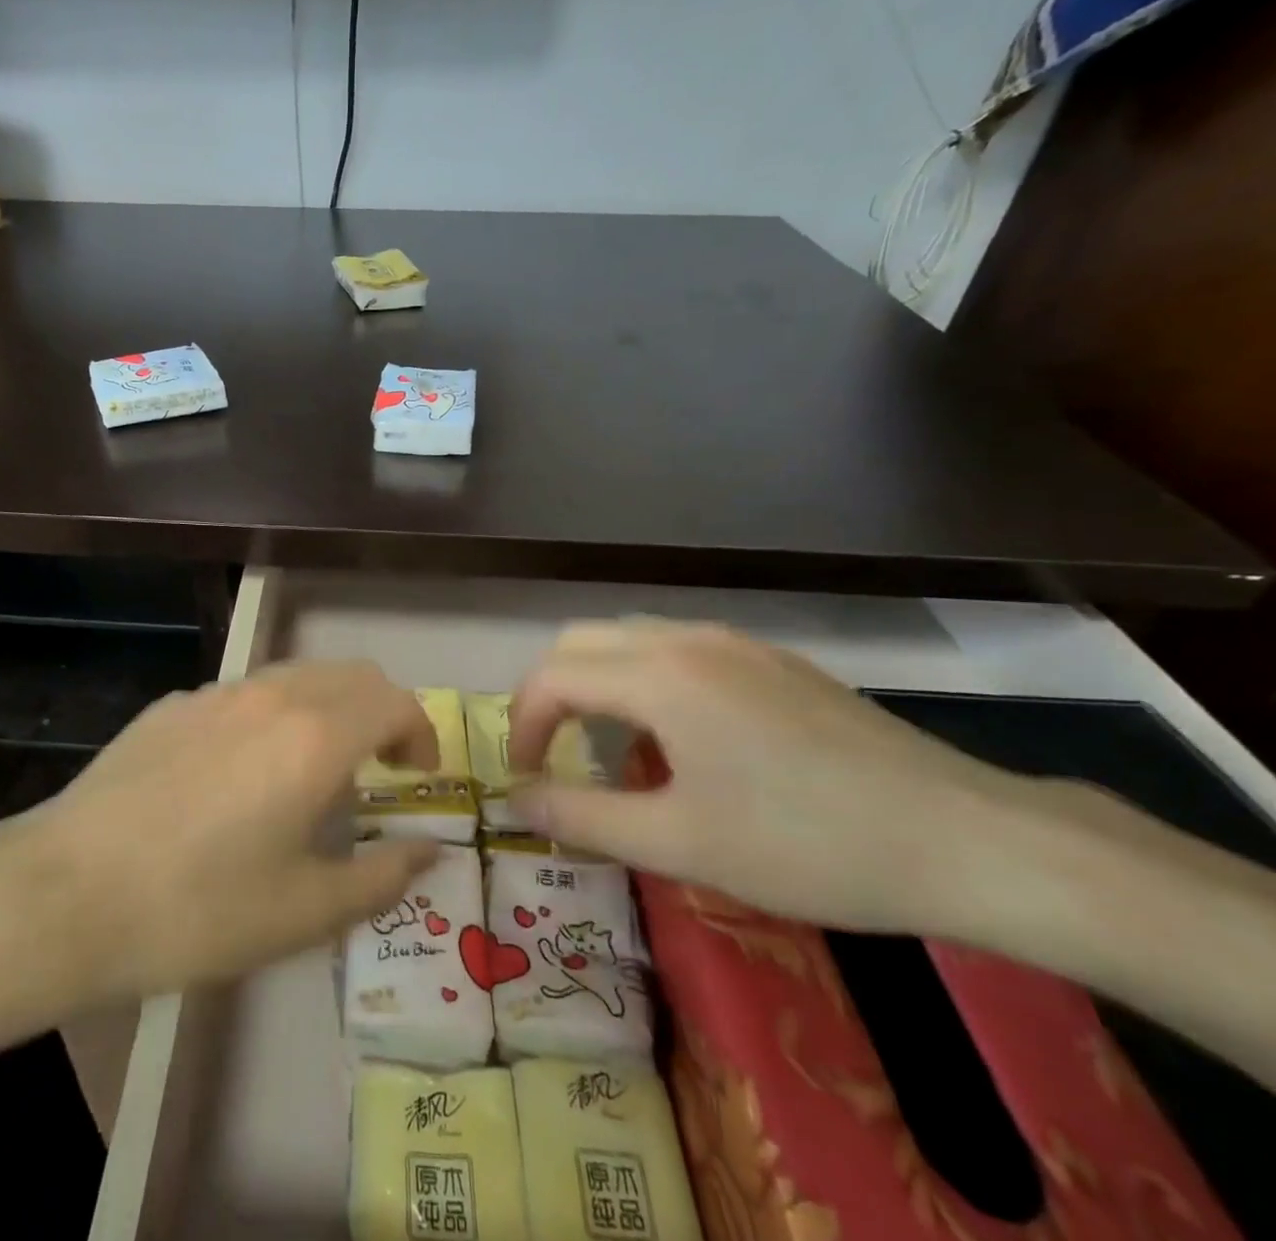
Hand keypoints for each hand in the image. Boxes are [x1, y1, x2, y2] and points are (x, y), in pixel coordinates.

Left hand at [8, 661, 442, 998]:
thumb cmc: (198, 910)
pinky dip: (273, 715)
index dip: (420, 734)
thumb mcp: (305, 912)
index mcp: (315, 736)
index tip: (417, 777)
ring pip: (297, 676)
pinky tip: (241, 773)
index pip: (394, 702)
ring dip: (327, 709)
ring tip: (313, 770)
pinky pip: (244, 694)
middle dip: (381, 712)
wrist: (67, 894)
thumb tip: (429, 851)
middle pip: (352, 675)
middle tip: (379, 768)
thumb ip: (382, 876)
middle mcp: (272, 696)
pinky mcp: (173, 704)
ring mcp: (216, 693)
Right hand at [507, 620, 1025, 933]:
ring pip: (631, 639)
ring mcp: (736, 643)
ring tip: (612, 749)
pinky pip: (679, 649)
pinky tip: (683, 739)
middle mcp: (688, 639)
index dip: (521, 725)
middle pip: (583, 641)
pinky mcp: (774, 661)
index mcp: (658, 675)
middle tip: (553, 755)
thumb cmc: (807, 845)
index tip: (525, 780)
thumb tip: (516, 801)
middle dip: (550, 694)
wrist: (968, 839)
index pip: (552, 676)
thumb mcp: (680, 843)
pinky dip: (646, 680)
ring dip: (598, 684)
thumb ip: (582, 818)